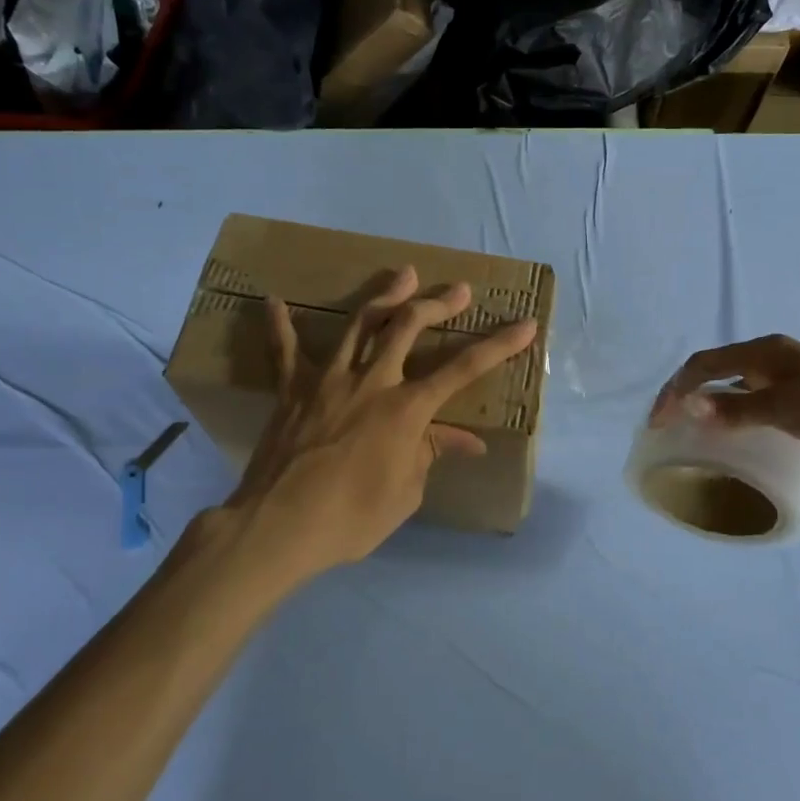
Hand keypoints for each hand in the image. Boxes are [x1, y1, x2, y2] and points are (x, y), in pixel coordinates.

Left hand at [204, 266, 537, 578]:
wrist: (278, 527)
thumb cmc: (351, 517)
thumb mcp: (406, 493)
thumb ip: (432, 454)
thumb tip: (468, 441)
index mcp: (406, 409)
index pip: (463, 369)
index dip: (498, 345)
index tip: (525, 324)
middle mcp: (371, 381)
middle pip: (408, 327)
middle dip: (438, 304)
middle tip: (459, 290)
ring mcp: (328, 379)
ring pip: (359, 323)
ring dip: (385, 295)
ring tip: (404, 274)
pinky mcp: (291, 389)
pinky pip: (284, 350)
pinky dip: (280, 324)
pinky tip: (274, 300)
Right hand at [651, 335, 799, 474]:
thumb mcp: (787, 408)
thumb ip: (738, 407)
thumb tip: (690, 404)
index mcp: (765, 352)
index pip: (704, 364)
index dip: (676, 389)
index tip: (658, 422)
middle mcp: (771, 361)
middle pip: (714, 372)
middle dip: (685, 395)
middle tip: (666, 427)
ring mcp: (786, 381)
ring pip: (733, 389)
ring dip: (707, 406)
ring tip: (689, 434)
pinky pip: (752, 405)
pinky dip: (731, 417)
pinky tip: (728, 439)